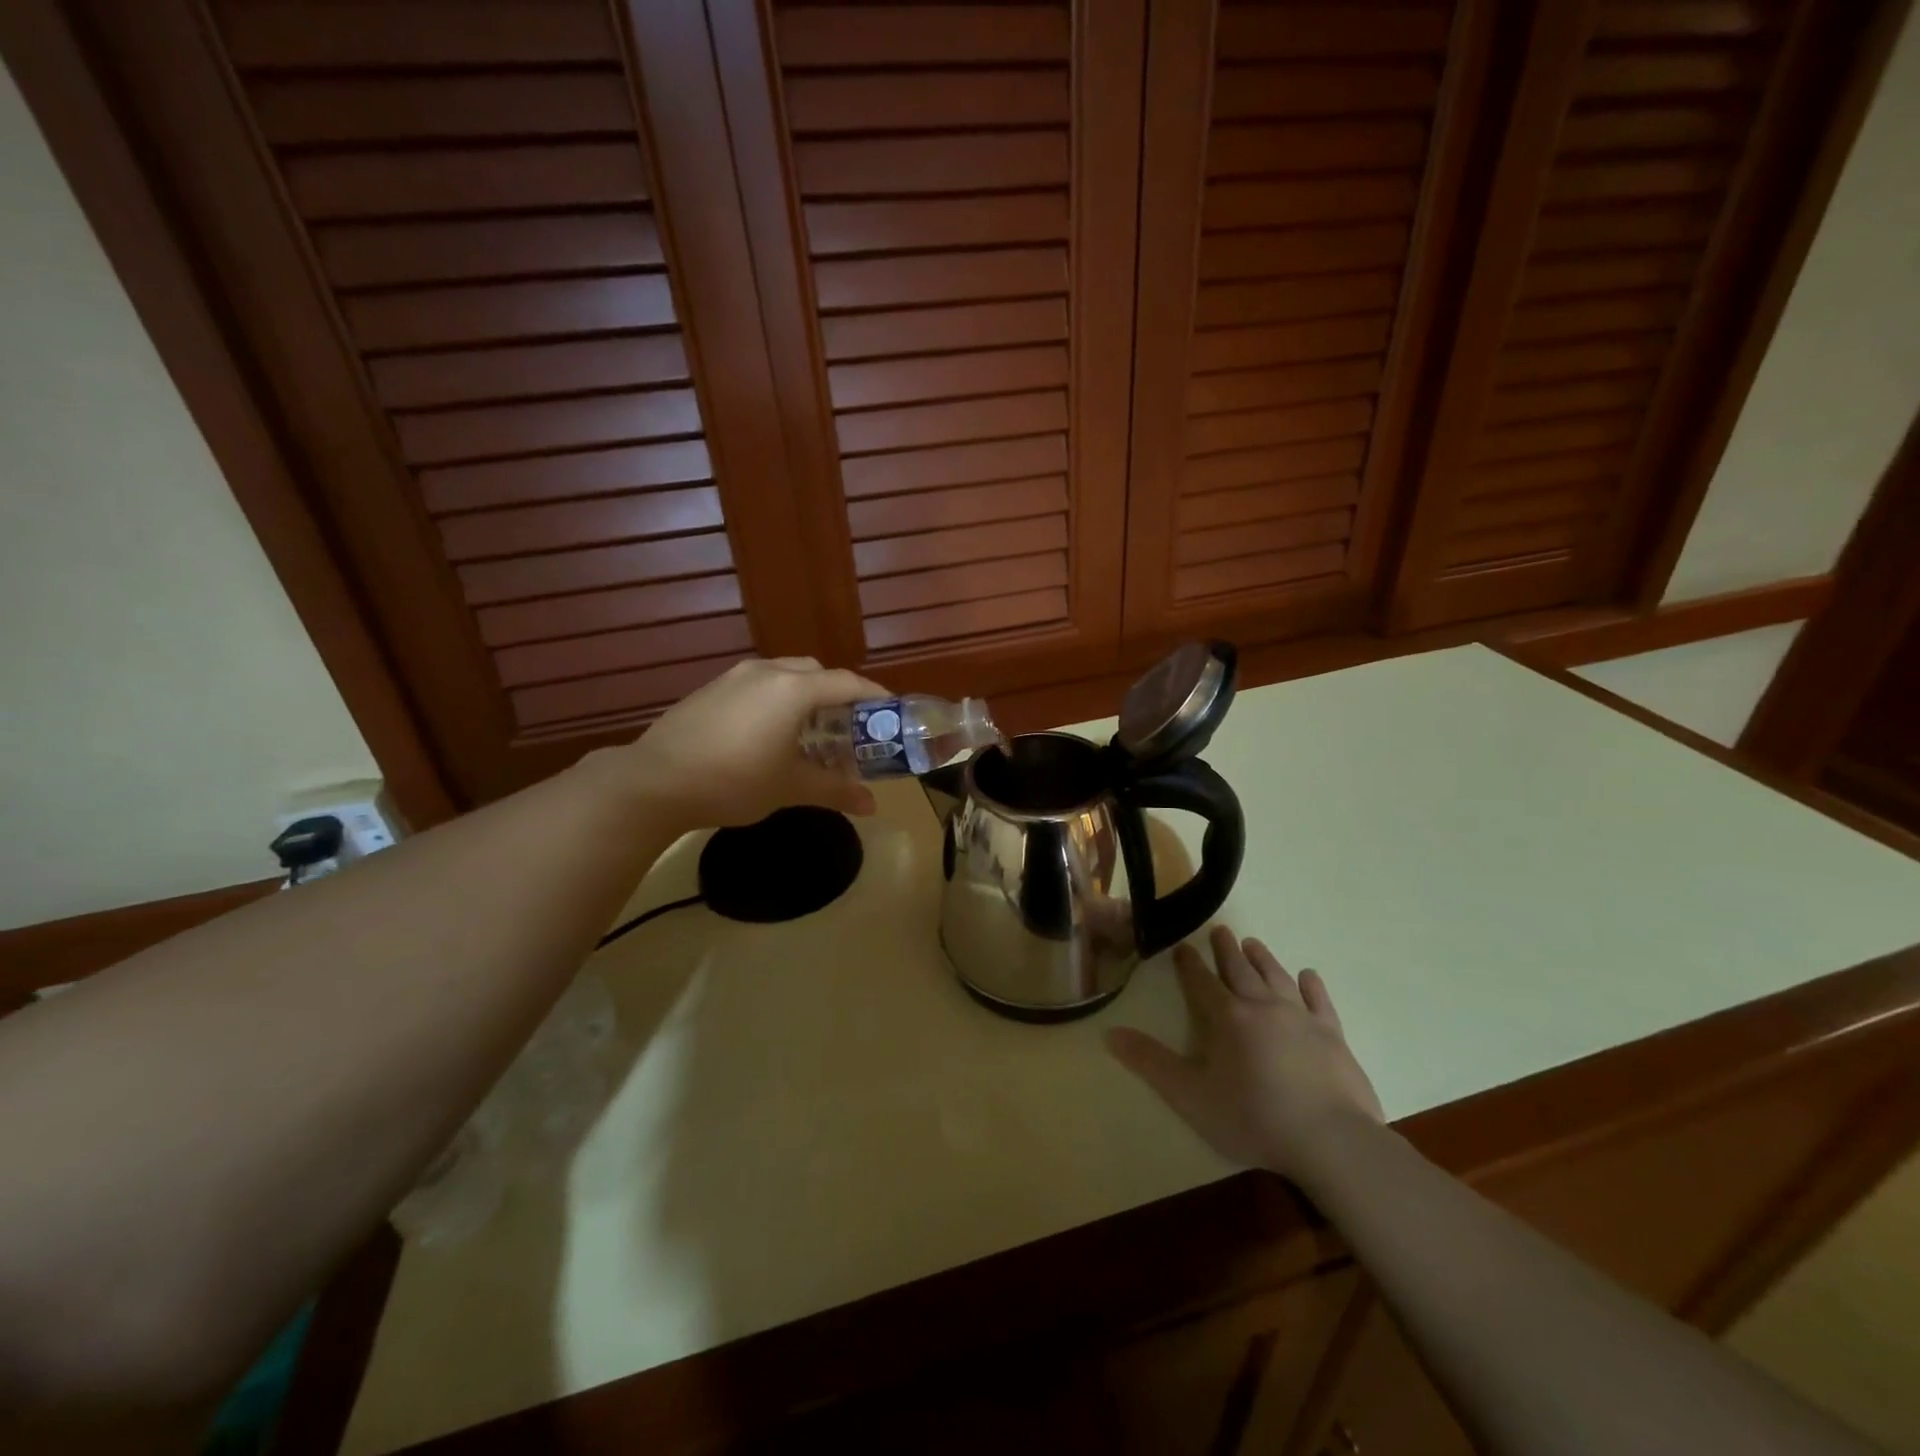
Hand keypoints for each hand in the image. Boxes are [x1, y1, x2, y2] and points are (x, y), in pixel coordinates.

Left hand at [606, 657, 888, 831]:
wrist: (654, 781)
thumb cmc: (734, 781)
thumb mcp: (790, 787)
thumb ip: (835, 790)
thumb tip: (872, 806)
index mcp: (794, 689)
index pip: (848, 683)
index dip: (875, 696)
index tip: (892, 713)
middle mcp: (767, 671)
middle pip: (817, 673)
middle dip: (839, 695)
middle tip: (849, 727)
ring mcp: (735, 676)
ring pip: (785, 675)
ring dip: (806, 695)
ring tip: (810, 730)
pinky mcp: (711, 688)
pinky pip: (759, 684)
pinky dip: (777, 699)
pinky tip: (769, 732)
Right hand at [1107, 925, 1382, 1179]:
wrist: (1331, 1141)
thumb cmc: (1253, 1118)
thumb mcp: (1190, 1096)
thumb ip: (1150, 1063)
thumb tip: (1110, 1034)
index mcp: (1227, 1017)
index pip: (1201, 982)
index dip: (1189, 964)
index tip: (1183, 947)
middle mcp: (1262, 1006)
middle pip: (1240, 970)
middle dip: (1226, 950)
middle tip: (1220, 930)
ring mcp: (1301, 1018)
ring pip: (1277, 976)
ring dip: (1263, 958)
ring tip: (1253, 943)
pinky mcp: (1333, 1035)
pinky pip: (1320, 1001)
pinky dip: (1312, 985)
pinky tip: (1308, 975)